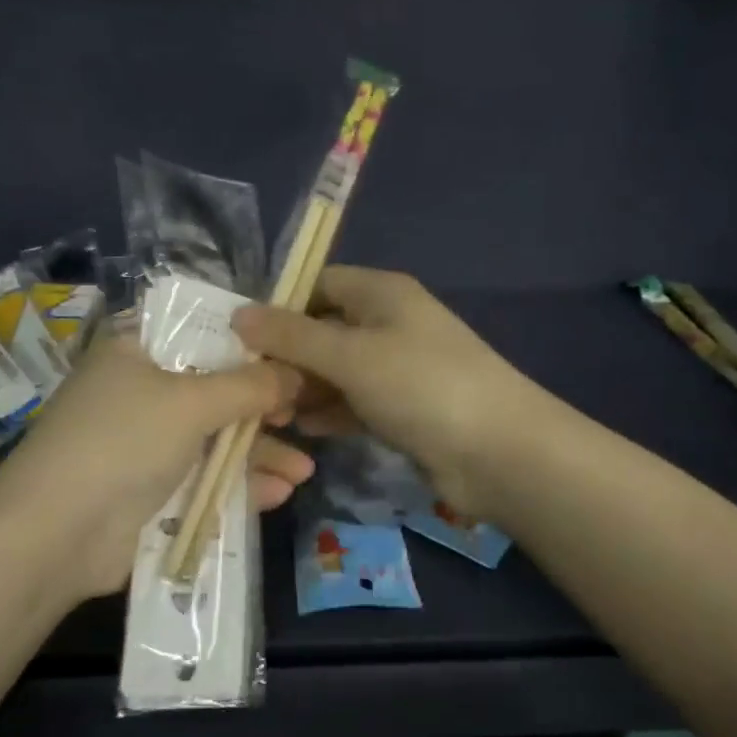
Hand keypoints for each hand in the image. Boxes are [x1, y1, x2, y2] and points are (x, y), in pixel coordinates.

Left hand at [0, 334, 312, 603]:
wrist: (59, 533)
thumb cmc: (123, 441)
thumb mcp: (191, 401)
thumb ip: (250, 386)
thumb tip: (297, 373)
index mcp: (137, 351)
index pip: (201, 334)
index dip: (249, 345)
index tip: (294, 358)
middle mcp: (141, 392)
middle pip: (215, 390)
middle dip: (263, 409)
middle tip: (305, 417)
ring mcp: (146, 444)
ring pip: (215, 439)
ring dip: (259, 454)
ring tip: (305, 471)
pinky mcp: (152, 490)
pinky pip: (205, 478)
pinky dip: (240, 484)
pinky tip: (280, 492)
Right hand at [234, 267, 538, 518]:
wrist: (498, 452)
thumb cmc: (420, 386)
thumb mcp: (349, 355)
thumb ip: (292, 336)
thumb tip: (238, 314)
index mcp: (381, 293)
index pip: (317, 284)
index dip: (279, 306)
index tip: (240, 339)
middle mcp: (388, 323)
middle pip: (323, 330)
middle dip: (286, 356)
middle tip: (249, 387)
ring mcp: (397, 368)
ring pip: (336, 371)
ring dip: (304, 389)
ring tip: (268, 413)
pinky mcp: (402, 408)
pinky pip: (354, 402)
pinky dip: (329, 412)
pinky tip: (303, 430)